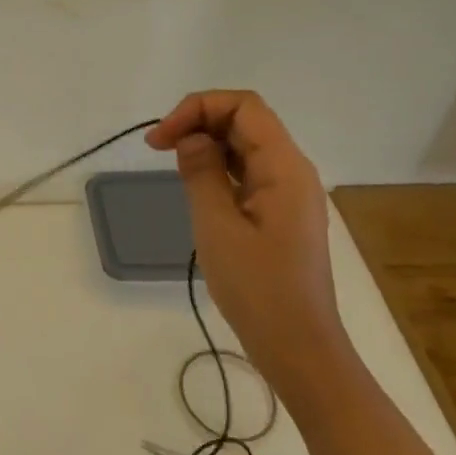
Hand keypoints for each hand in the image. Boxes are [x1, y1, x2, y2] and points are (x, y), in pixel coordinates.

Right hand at [147, 91, 348, 399]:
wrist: (298, 347)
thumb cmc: (257, 288)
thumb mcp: (217, 225)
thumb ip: (202, 172)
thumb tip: (191, 137)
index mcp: (284, 168)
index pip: (244, 107)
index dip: (198, 108)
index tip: (162, 138)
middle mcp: (292, 171)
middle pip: (245, 121)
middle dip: (198, 121)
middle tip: (157, 148)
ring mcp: (289, 193)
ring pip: (245, 145)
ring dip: (206, 143)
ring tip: (171, 164)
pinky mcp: (281, 213)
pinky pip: (249, 172)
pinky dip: (218, 167)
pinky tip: (195, 185)